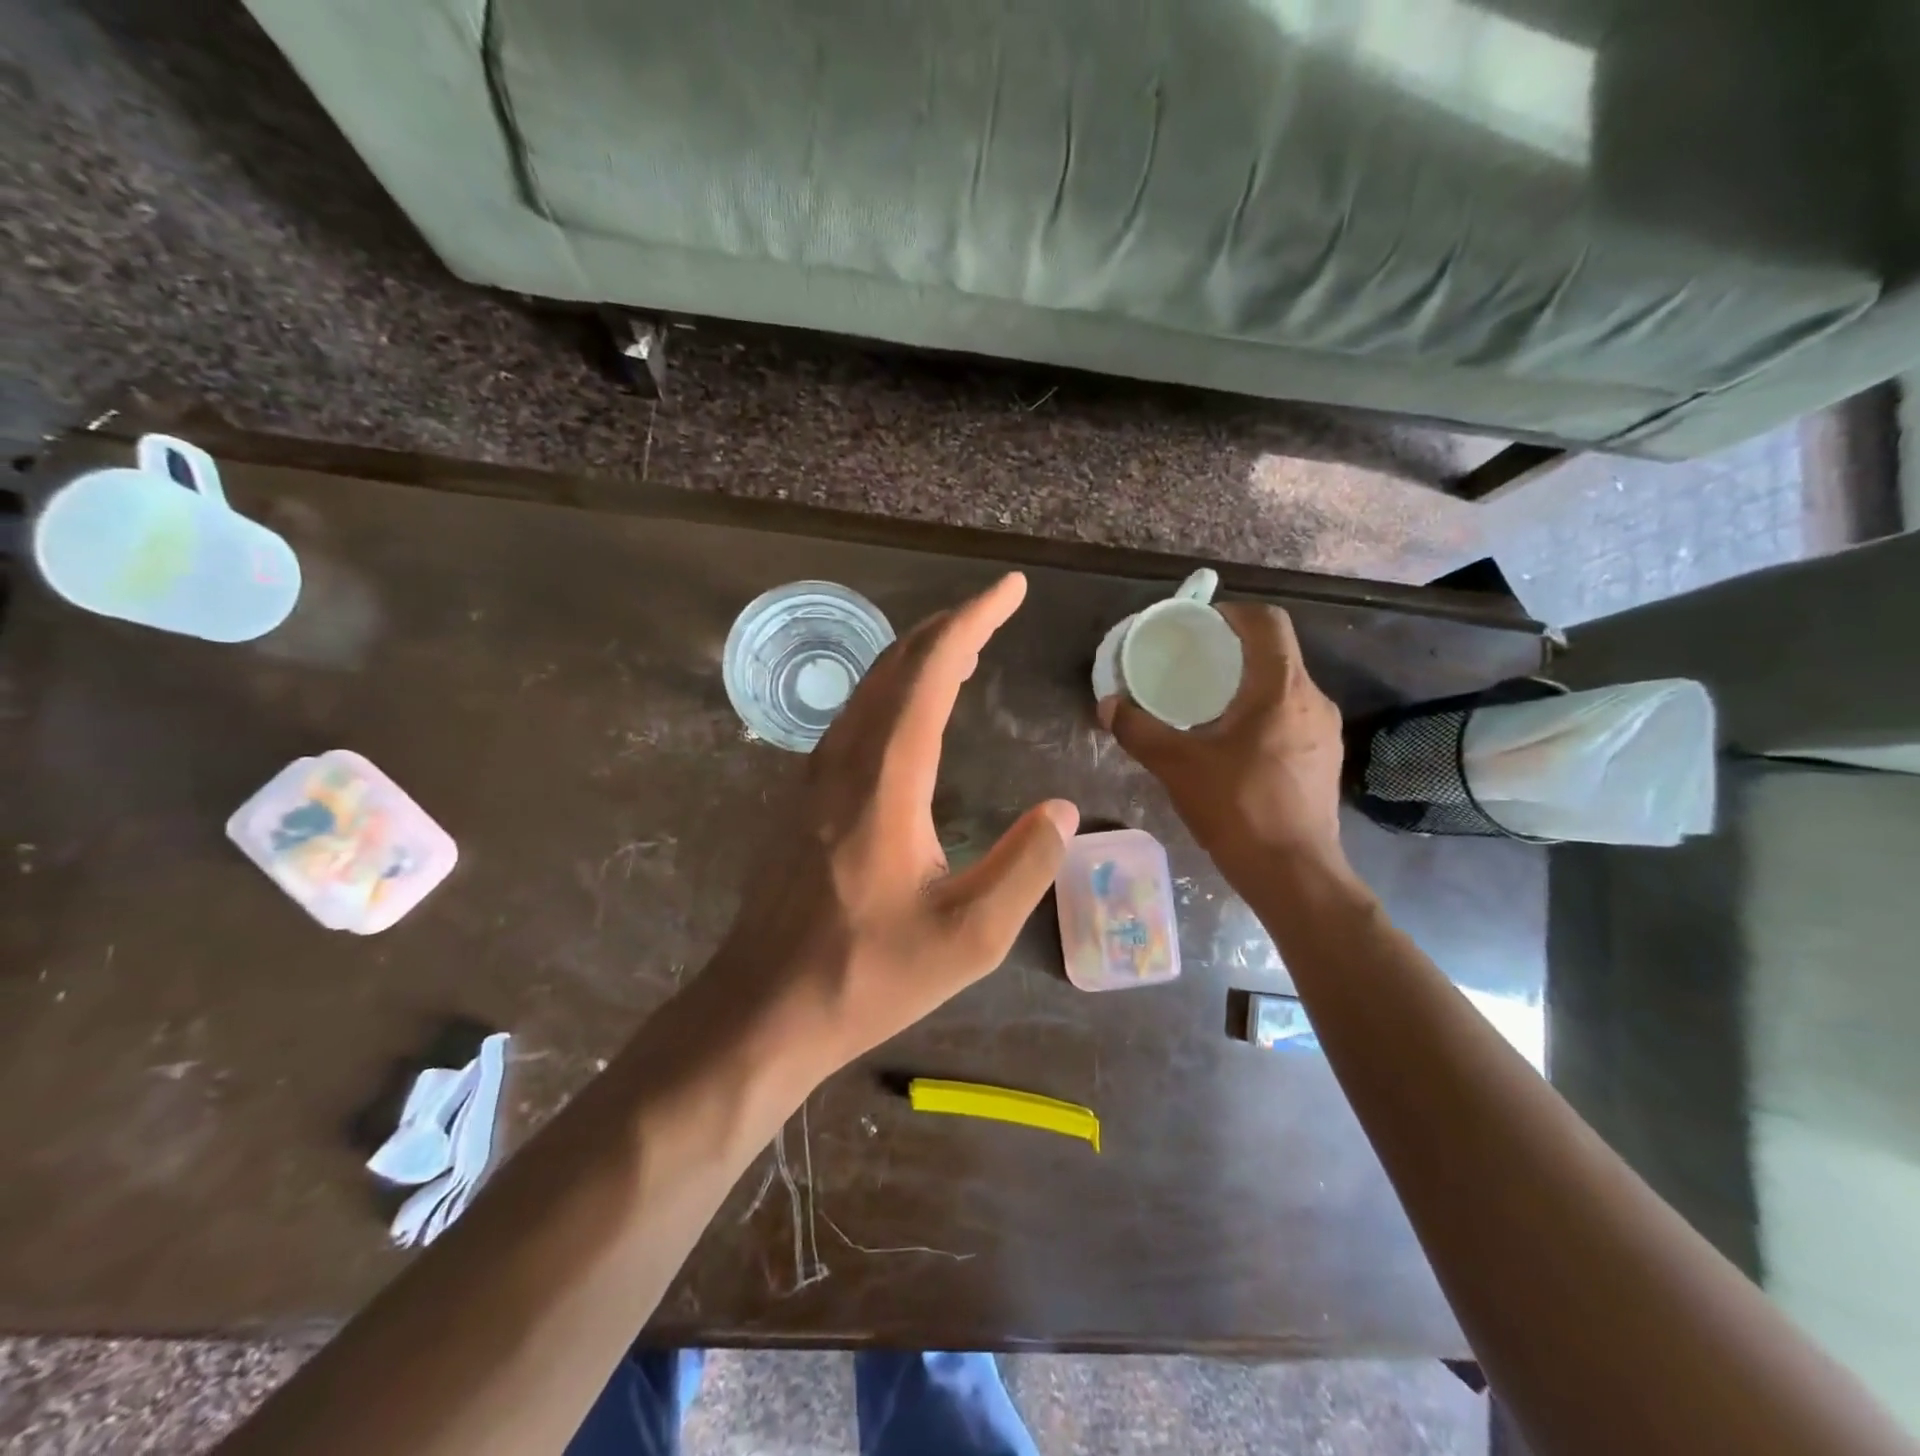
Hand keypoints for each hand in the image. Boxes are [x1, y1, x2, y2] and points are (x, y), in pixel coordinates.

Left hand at [716, 573, 1078, 1072]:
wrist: (764, 1007)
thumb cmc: (867, 975)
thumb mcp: (968, 937)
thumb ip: (1024, 867)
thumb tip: (1061, 810)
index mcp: (885, 780)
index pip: (931, 672)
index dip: (972, 621)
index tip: (1009, 589)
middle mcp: (844, 760)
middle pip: (894, 665)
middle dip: (947, 628)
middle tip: (991, 613)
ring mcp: (814, 776)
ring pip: (869, 688)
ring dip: (917, 658)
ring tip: (963, 651)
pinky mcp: (802, 797)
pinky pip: (853, 718)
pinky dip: (893, 692)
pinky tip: (912, 712)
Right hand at [1100, 603, 1345, 873]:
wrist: (1294, 873)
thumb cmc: (1238, 809)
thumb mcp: (1177, 766)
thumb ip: (1139, 730)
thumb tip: (1108, 705)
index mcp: (1281, 688)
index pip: (1267, 623)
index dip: (1234, 613)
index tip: (1200, 625)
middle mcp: (1313, 700)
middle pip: (1277, 654)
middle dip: (1235, 651)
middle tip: (1194, 665)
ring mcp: (1325, 731)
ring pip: (1285, 688)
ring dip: (1250, 685)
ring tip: (1210, 704)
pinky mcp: (1325, 758)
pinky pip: (1293, 717)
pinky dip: (1264, 714)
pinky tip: (1236, 743)